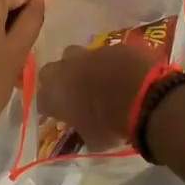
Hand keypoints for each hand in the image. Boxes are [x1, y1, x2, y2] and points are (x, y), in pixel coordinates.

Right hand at [34, 43, 162, 152]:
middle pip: (53, 69)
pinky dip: (110, 63)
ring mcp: (91, 52)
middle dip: (60, 79)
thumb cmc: (110, 123)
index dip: (49, 107)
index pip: (41, 99)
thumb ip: (82, 130)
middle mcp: (66, 67)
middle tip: (73, 92)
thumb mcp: (93, 139)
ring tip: (98, 81)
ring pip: (79, 55)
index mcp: (54, 92)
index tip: (57, 115)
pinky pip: (107, 54)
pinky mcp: (115, 45)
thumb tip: (84, 131)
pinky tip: (121, 74)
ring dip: (84, 67)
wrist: (143, 95)